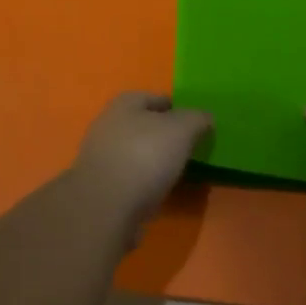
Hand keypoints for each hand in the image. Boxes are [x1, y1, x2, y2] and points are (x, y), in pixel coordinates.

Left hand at [73, 92, 211, 229]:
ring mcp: (101, 155)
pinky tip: (158, 191)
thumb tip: (205, 117)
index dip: (177, 108)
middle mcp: (109, 123)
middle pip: (143, 125)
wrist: (106, 206)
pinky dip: (144, 182)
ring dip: (153, 160)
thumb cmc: (144, 156)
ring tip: (177, 172)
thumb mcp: (181, 130)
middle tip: (189, 148)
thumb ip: (196, 119)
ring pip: (135, 151)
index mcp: (125, 103)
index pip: (155, 98)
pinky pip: (129, 176)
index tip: (195, 124)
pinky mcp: (100, 184)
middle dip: (164, 135)